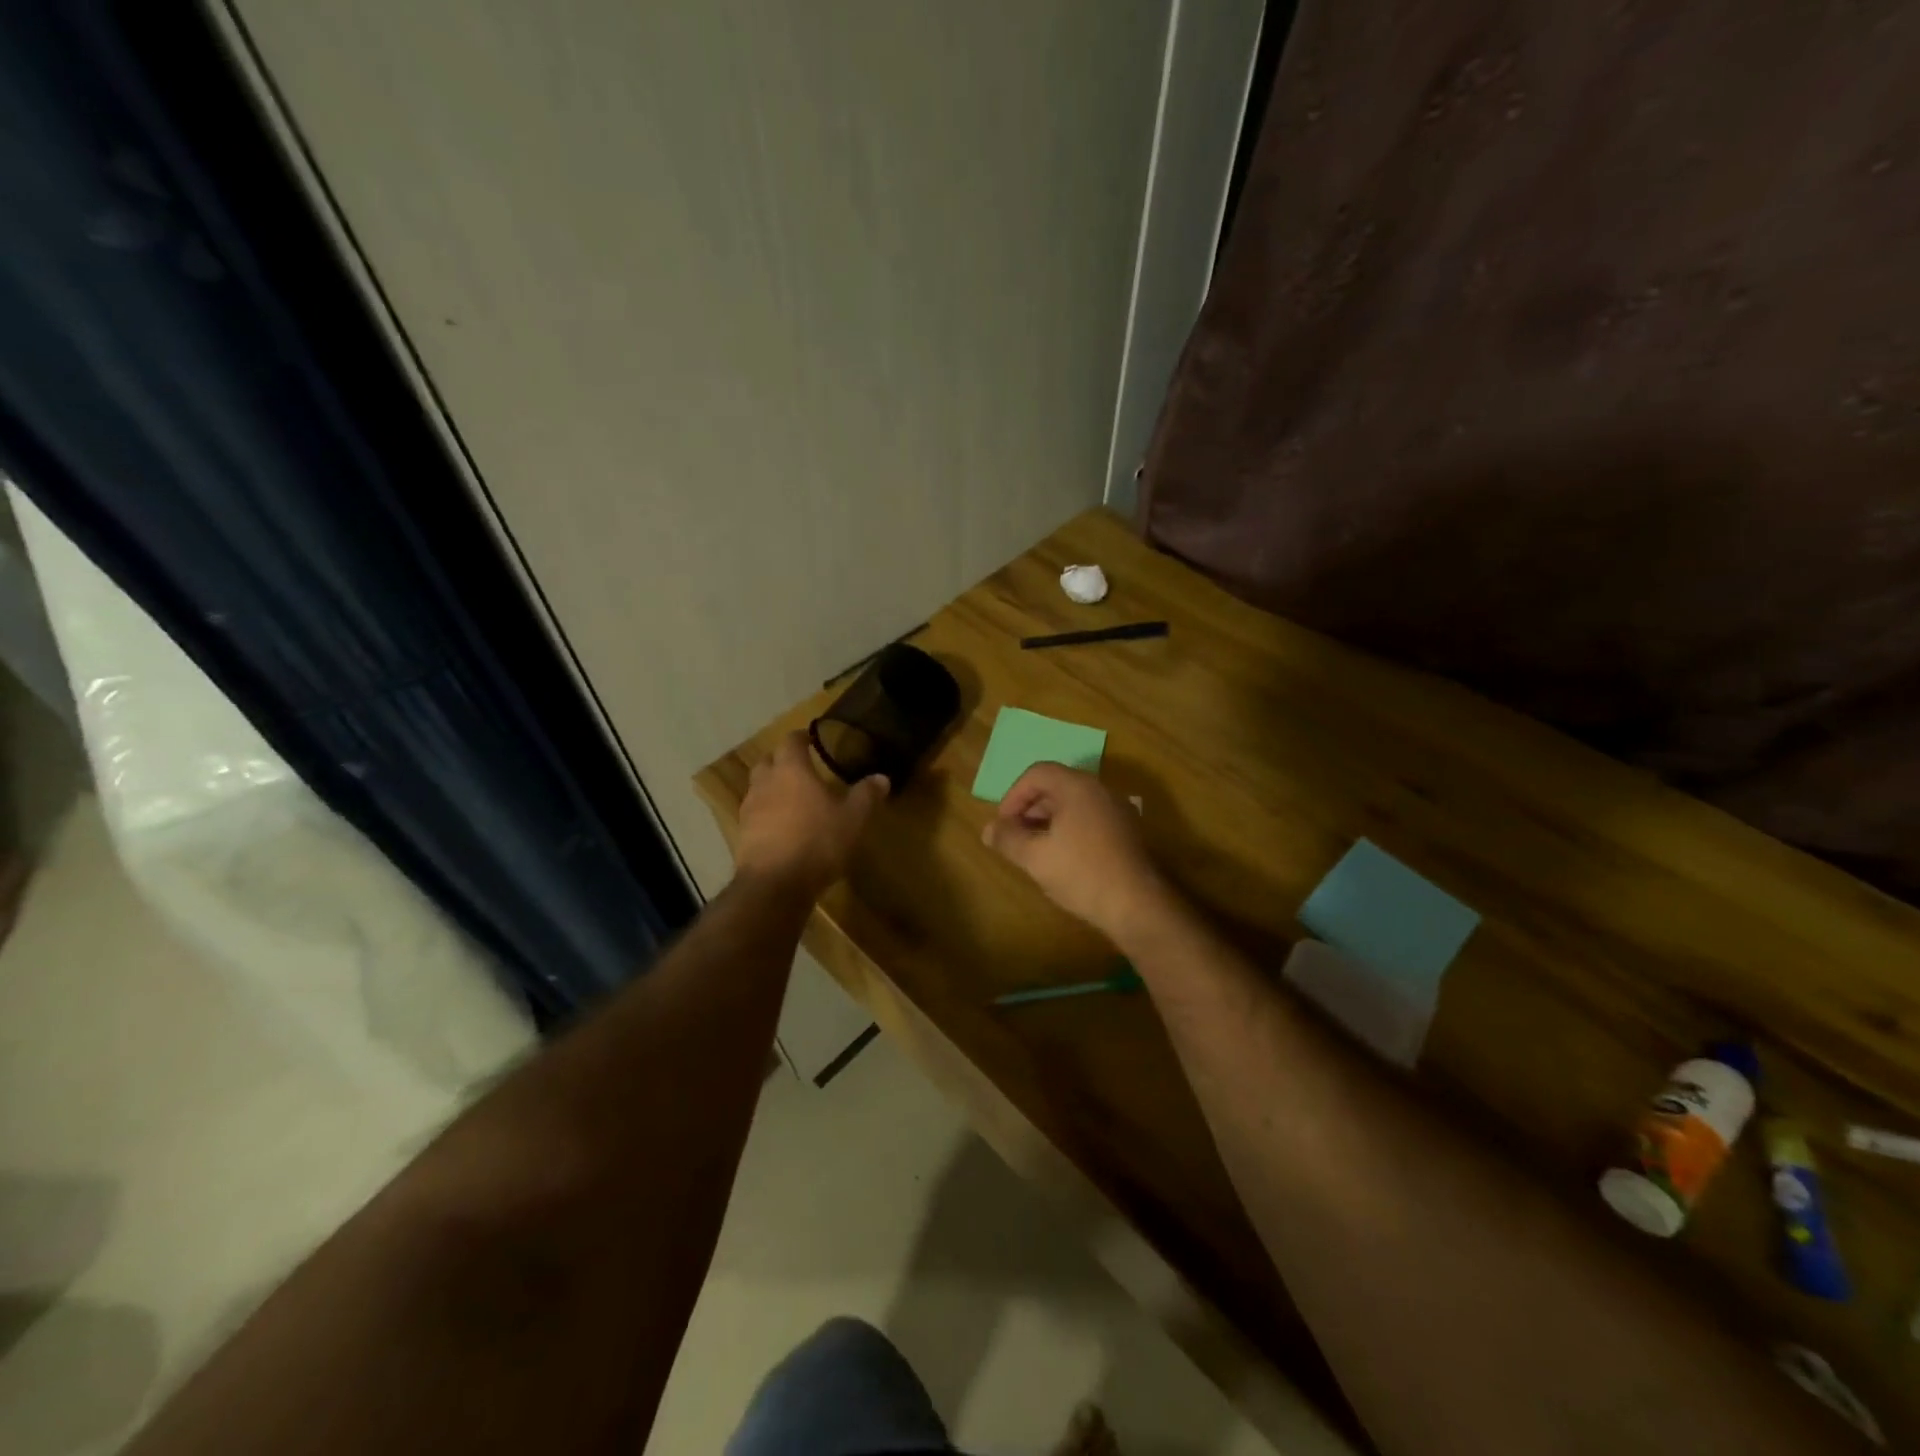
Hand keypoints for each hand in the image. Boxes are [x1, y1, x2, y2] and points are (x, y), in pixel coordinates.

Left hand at [735, 731, 887, 898]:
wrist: (775, 884)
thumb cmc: (817, 842)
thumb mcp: (852, 819)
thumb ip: (866, 795)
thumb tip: (882, 777)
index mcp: (791, 771)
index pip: (791, 742)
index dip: (801, 738)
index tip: (811, 739)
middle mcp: (766, 783)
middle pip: (768, 761)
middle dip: (782, 761)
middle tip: (800, 768)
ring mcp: (749, 809)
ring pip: (758, 788)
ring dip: (772, 788)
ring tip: (792, 799)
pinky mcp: (742, 835)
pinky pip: (754, 815)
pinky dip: (766, 814)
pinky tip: (781, 828)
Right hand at [981, 763, 1176, 948]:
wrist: (1138, 905)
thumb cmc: (1082, 874)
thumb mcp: (1035, 857)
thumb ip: (1008, 839)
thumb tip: (989, 830)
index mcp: (1077, 787)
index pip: (1037, 773)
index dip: (1014, 795)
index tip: (1004, 824)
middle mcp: (1100, 790)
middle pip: (1057, 785)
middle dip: (1030, 808)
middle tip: (1015, 836)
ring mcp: (1117, 809)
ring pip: (1074, 803)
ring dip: (1048, 819)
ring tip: (1035, 848)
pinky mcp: (1127, 831)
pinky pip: (1090, 817)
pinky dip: (1069, 828)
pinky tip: (1063, 857)